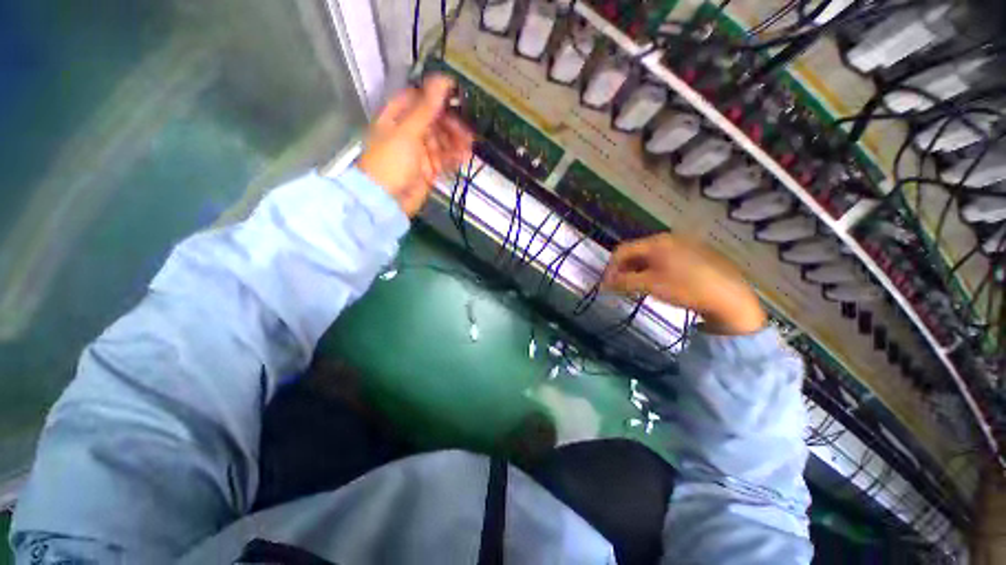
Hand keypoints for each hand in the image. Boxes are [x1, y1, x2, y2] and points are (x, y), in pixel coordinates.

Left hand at [358, 75, 473, 216]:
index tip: (460, 96)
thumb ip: (427, 107)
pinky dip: (454, 158)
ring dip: (456, 142)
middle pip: (435, 121)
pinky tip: (464, 158)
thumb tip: (442, 78)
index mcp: (397, 116)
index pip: (420, 98)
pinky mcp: (429, 169)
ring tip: (468, 148)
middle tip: (467, 132)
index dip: (438, 96)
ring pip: (442, 141)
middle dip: (452, 125)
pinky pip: (444, 159)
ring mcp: (419, 152)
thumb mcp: (408, 131)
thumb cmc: (392, 162)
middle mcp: (409, 131)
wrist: (387, 202)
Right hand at [601, 234, 766, 335]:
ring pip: (652, 256)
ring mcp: (685, 244)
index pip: (623, 250)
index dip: (611, 267)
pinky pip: (667, 259)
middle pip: (637, 251)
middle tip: (621, 287)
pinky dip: (655, 269)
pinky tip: (660, 283)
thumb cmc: (685, 288)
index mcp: (656, 241)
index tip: (607, 284)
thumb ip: (624, 282)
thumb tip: (604, 283)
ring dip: (639, 270)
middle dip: (625, 269)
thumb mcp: (650, 285)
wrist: (730, 298)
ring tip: (638, 286)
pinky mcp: (697, 254)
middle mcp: (669, 238)